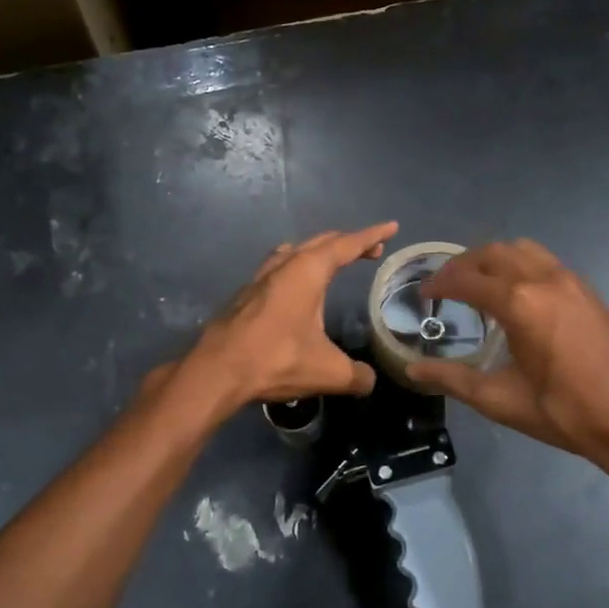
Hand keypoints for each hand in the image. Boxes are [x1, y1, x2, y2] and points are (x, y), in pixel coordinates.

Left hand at [180, 223, 398, 414]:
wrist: (217, 371)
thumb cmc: (277, 360)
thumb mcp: (329, 372)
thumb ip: (357, 375)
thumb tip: (369, 380)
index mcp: (308, 271)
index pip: (347, 245)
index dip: (372, 235)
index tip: (391, 227)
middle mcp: (284, 265)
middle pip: (321, 242)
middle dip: (348, 242)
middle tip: (370, 249)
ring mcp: (260, 277)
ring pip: (294, 251)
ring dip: (318, 251)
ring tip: (332, 261)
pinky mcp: (245, 295)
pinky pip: (278, 267)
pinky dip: (296, 267)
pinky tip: (295, 286)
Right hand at [406, 239, 608, 472]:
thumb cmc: (563, 412)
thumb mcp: (500, 400)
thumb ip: (452, 380)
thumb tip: (412, 371)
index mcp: (518, 303)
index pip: (466, 280)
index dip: (439, 284)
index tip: (423, 295)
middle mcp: (543, 279)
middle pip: (492, 253)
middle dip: (463, 265)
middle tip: (444, 287)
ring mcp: (570, 280)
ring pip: (521, 249)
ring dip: (493, 259)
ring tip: (478, 284)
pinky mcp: (587, 290)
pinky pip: (544, 260)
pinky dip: (519, 265)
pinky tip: (516, 295)